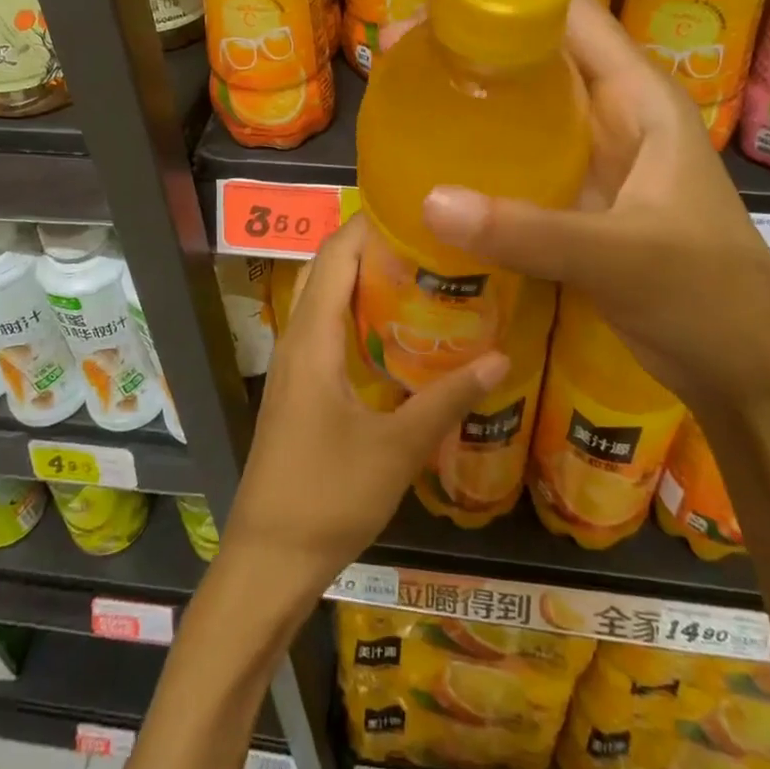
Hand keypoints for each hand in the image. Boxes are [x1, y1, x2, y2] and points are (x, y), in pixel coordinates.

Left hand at [220, 214, 506, 597]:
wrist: (268, 560)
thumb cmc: (328, 496)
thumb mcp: (397, 448)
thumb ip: (448, 399)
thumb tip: (501, 357)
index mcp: (312, 339)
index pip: (334, 256)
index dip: (368, 225)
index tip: (415, 209)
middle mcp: (295, 340)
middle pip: (325, 271)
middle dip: (369, 246)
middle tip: (426, 239)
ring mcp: (292, 366)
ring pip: (322, 300)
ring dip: (360, 279)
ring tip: (417, 272)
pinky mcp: (296, 390)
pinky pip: (323, 330)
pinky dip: (353, 313)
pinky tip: (392, 332)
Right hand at [419, 0, 769, 413]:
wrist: (747, 368)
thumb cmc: (709, 295)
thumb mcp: (622, 256)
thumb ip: (528, 231)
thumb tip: (429, 200)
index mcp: (637, 95)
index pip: (569, 13)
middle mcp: (611, 113)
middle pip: (536, 55)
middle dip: (472, 44)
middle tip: (397, 48)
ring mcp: (593, 157)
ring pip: (525, 108)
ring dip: (473, 97)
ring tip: (403, 91)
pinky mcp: (576, 199)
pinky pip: (520, 159)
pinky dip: (482, 153)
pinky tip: (436, 161)